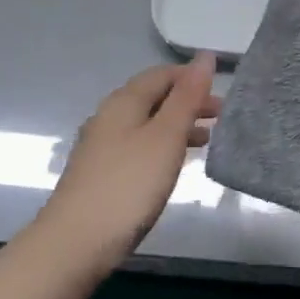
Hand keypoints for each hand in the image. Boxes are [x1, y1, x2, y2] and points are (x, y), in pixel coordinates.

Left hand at [35, 53, 219, 265]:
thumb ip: (187, 97)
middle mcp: (108, 117)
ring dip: (177, 126)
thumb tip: (205, 56)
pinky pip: (138, 146)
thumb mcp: (166, 137)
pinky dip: (162, 146)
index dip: (192, 77)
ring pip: (146, 123)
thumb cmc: (128, 185)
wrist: (76, 242)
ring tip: (207, 140)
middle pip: (153, 98)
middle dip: (187, 102)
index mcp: (123, 101)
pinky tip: (173, 166)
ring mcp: (101, 146)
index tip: (223, 92)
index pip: (161, 74)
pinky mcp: (100, 173)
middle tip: (222, 118)